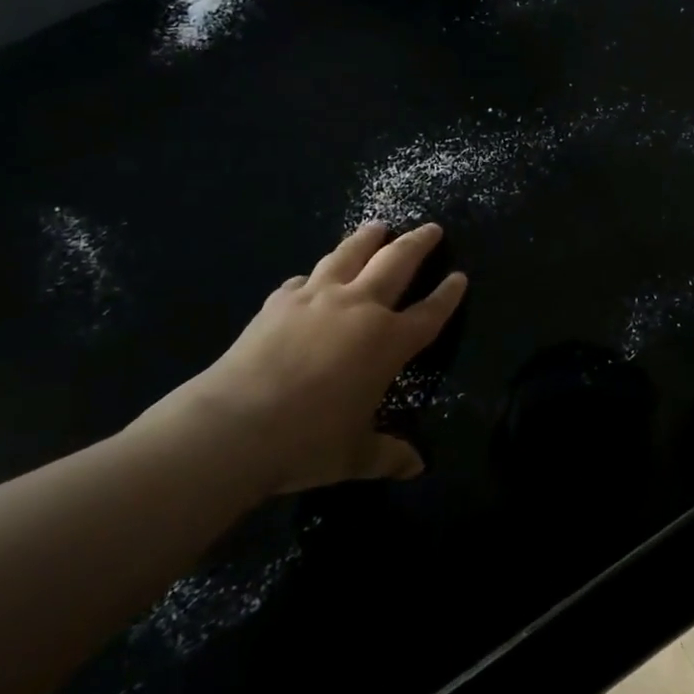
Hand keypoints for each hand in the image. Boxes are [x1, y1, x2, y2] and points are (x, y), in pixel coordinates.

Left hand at [141, 222, 467, 498]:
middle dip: (418, 243)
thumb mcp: (354, 455)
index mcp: (388, 342)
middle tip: (431, 227)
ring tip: (378, 227)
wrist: (233, 424)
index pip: (430, 312)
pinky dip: (312, 276)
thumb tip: (417, 467)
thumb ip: (388, 454)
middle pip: (396, 263)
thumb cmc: (306, 442)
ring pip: (349, 255)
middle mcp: (359, 308)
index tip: (460, 276)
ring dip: (367, 239)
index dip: (448, 294)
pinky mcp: (278, 302)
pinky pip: (302, 281)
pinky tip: (309, 278)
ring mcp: (317, 299)